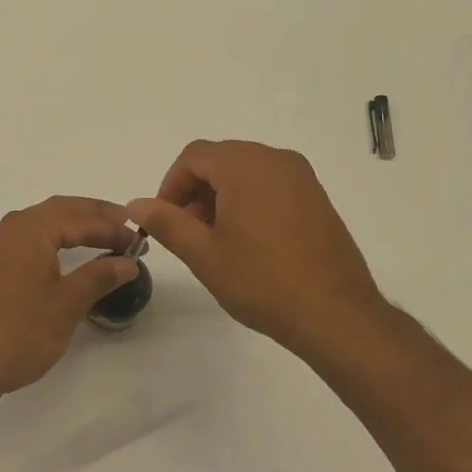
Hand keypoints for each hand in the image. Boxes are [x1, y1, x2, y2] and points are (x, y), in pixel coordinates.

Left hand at [0, 196, 138, 406]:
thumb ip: (100, 276)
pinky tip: (72, 253)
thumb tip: (128, 262)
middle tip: (127, 226)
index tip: (139, 240)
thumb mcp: (68, 303)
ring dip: (76, 225)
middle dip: (96, 215)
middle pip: (61, 210)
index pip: (80, 218)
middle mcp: (12, 228)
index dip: (112, 228)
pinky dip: (58, 238)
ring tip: (106, 235)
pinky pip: (32, 239)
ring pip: (45, 222)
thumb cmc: (21, 330)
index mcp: (30, 229)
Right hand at [128, 140, 389, 358]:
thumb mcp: (204, 253)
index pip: (194, 156)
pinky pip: (271, 185)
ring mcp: (302, 177)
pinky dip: (249, 202)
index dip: (171, 184)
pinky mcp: (317, 198)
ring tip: (216, 241)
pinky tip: (248, 242)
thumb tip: (136, 204)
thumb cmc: (262, 281)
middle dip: (196, 191)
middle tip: (187, 233)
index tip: (165, 220)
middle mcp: (276, 159)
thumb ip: (166, 222)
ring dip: (221, 197)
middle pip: (221, 160)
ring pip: (246, 173)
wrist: (335, 314)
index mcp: (246, 165)